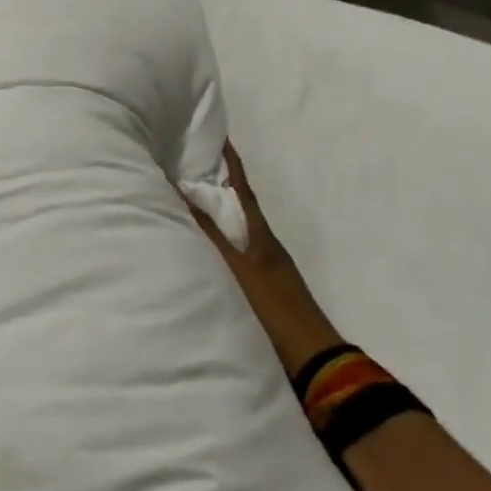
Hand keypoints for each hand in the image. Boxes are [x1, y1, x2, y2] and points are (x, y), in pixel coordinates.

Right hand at [180, 143, 341, 381]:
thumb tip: (178, 192)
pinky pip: (228, 247)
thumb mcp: (237, 268)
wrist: (311, 358)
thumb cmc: (272, 308)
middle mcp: (260, 242)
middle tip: (183, 159)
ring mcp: (260, 264)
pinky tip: (192, 242)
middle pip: (236, 202)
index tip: (213, 132)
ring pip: (231, 224)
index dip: (228, 160)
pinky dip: (210, 236)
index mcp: (259, 232)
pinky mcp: (254, 285)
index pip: (241, 185)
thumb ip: (207, 233)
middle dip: (213, 179)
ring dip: (210, 207)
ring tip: (179, 194)